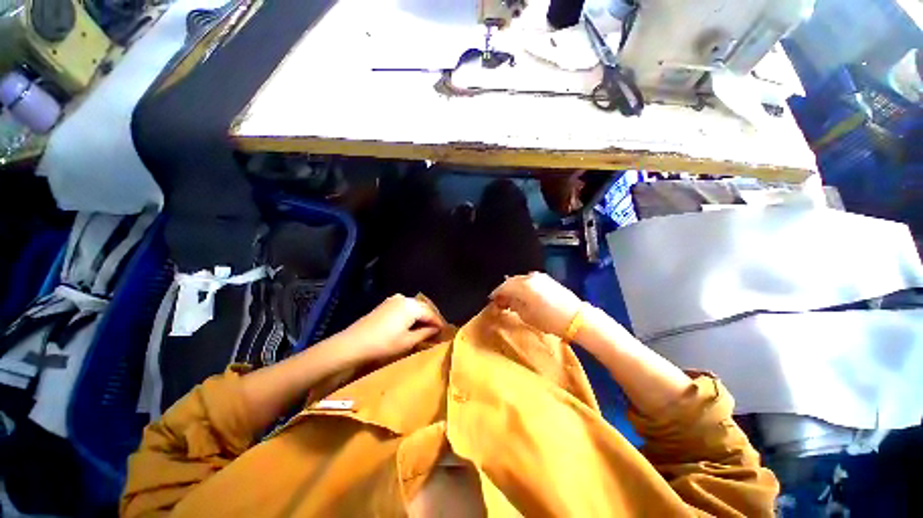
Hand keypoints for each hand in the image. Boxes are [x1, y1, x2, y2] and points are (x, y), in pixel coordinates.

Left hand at [340, 295, 442, 363]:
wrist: (352, 344)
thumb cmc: (383, 344)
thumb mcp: (407, 341)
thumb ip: (425, 333)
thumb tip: (436, 330)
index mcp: (411, 306)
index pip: (431, 313)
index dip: (439, 323)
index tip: (445, 332)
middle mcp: (404, 298)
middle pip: (423, 308)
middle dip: (430, 319)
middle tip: (437, 331)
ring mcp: (393, 300)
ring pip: (413, 307)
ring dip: (420, 317)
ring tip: (425, 329)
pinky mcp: (385, 305)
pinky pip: (404, 308)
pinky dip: (410, 315)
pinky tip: (411, 325)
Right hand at [490, 272, 582, 337]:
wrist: (576, 318)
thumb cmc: (549, 320)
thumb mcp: (526, 315)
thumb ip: (513, 305)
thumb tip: (506, 301)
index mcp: (523, 286)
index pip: (503, 287)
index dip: (496, 294)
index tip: (492, 301)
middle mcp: (530, 277)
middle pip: (511, 281)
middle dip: (504, 290)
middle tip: (501, 301)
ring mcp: (540, 277)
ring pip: (520, 280)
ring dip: (514, 288)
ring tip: (512, 299)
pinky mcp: (547, 279)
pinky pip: (529, 280)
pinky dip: (523, 286)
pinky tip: (524, 295)